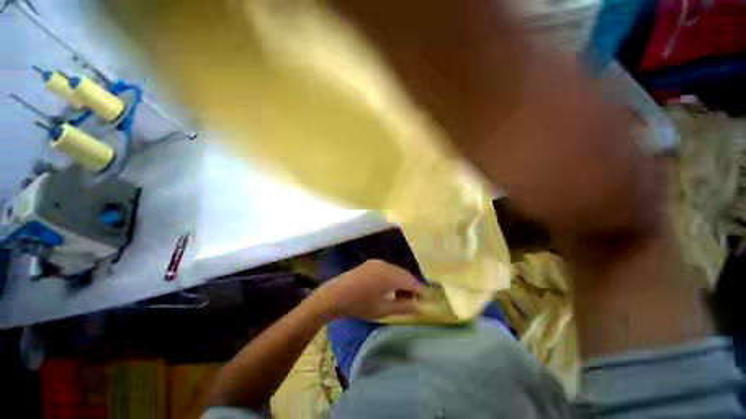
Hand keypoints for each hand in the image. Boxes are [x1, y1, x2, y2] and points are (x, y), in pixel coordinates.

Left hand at [313, 260, 422, 320]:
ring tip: (401, 296)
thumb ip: (403, 306)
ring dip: (401, 281)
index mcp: (389, 275)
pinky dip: (392, 278)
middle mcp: (385, 264)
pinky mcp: (370, 264)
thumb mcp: (382, 310)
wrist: (333, 296)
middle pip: (404, 274)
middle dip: (410, 286)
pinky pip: (387, 269)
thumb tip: (418, 304)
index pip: (411, 280)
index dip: (419, 290)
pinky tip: (389, 288)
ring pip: (395, 271)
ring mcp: (376, 263)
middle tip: (413, 300)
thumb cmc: (358, 305)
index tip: (424, 300)